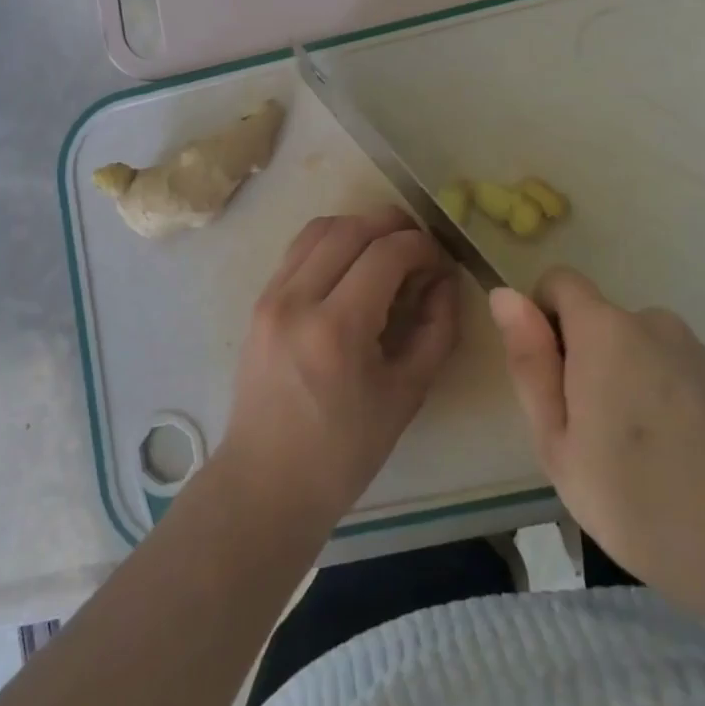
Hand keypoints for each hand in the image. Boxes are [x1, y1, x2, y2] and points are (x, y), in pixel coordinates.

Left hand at [218, 208, 460, 534]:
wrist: (267, 480)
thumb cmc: (344, 451)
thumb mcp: (407, 394)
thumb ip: (436, 329)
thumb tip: (445, 279)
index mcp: (336, 329)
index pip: (386, 253)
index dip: (422, 246)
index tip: (441, 262)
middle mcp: (297, 299)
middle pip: (351, 228)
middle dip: (394, 225)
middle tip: (420, 247)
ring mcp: (271, 296)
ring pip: (320, 228)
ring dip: (360, 227)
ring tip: (388, 250)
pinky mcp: (259, 300)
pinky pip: (299, 249)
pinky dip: (332, 242)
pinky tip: (352, 266)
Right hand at [490, 269, 704, 624]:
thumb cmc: (638, 500)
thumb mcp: (558, 442)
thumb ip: (529, 362)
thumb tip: (504, 295)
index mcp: (605, 330)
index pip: (559, 282)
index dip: (541, 318)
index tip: (550, 379)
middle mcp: (652, 322)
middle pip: (597, 321)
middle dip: (582, 361)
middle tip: (588, 436)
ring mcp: (696, 350)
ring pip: (634, 349)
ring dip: (622, 381)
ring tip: (634, 455)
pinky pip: (671, 370)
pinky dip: (659, 396)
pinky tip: (675, 457)